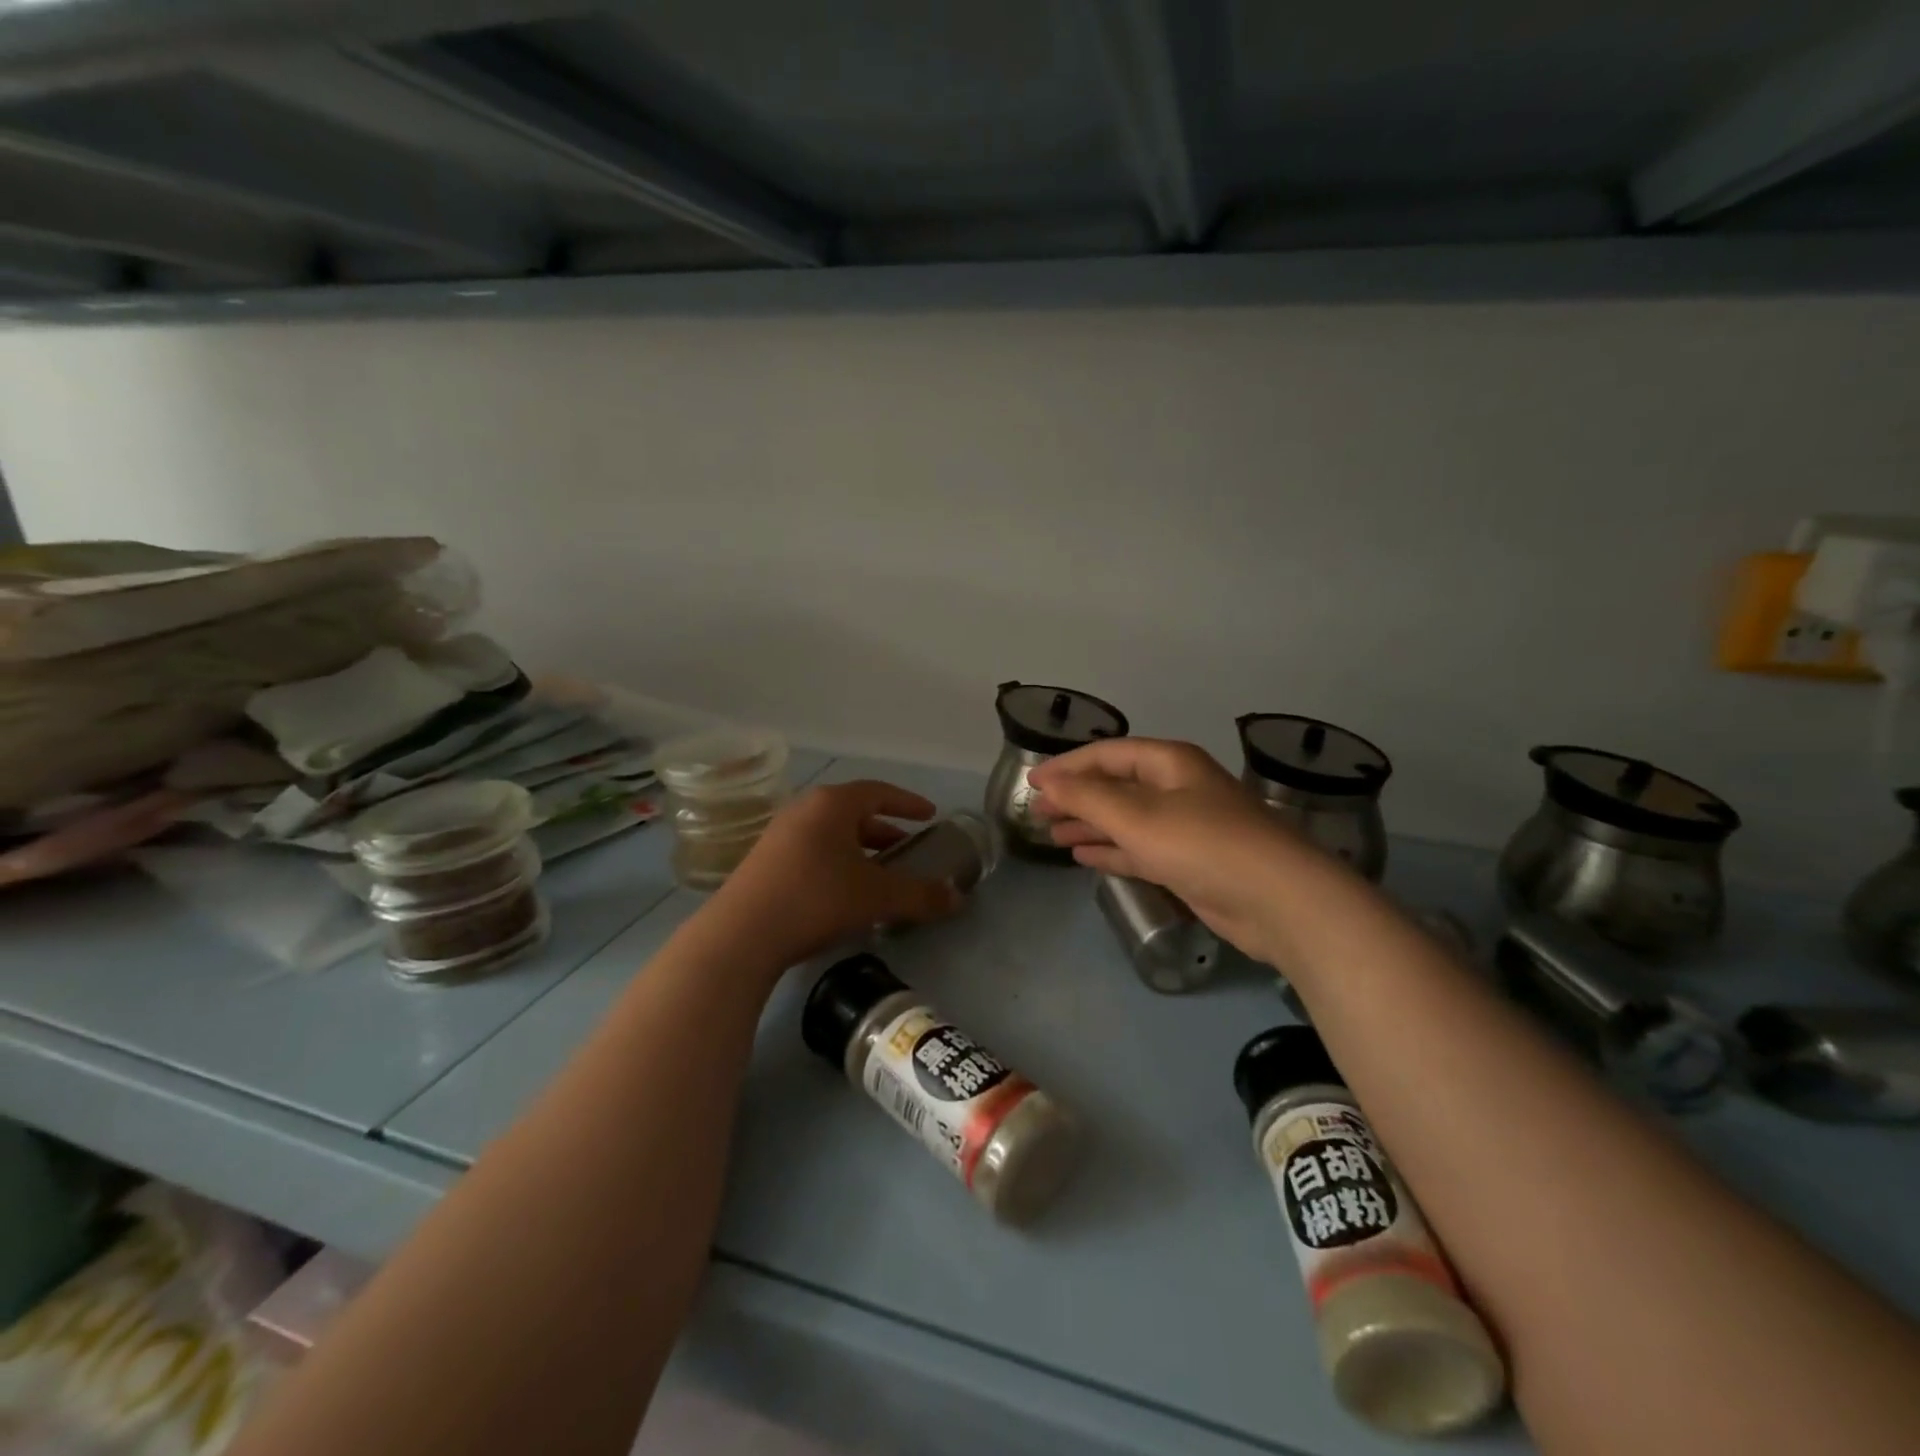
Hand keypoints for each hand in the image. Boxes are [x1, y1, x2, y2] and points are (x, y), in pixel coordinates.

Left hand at [702, 780, 963, 975]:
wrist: (742, 934)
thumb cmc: (817, 899)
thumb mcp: (877, 897)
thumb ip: (921, 895)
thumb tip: (958, 899)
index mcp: (832, 804)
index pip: (879, 792)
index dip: (908, 803)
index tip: (930, 815)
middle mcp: (804, 809)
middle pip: (853, 812)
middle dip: (884, 830)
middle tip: (907, 848)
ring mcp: (779, 834)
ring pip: (831, 833)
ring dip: (859, 848)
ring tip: (879, 872)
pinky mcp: (764, 860)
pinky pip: (812, 849)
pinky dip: (836, 861)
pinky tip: (844, 891)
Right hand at [1030, 738, 1345, 967]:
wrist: (1278, 901)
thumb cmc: (1203, 845)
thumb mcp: (1137, 816)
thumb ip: (1087, 797)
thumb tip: (1048, 780)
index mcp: (1168, 763)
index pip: (1106, 755)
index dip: (1066, 766)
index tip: (1030, 781)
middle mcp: (1177, 789)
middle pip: (1115, 786)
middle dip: (1075, 797)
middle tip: (1035, 811)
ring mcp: (1185, 827)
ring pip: (1125, 820)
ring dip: (1089, 825)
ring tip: (1051, 834)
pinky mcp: (1188, 864)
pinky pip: (1139, 849)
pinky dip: (1111, 851)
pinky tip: (1083, 856)